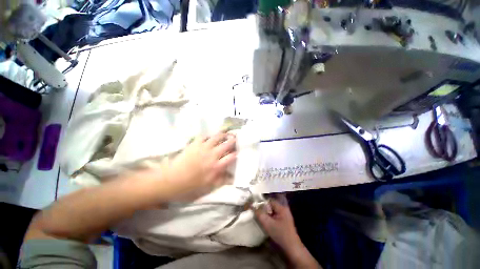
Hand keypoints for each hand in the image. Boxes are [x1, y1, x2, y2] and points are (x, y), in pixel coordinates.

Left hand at [164, 131, 236, 200]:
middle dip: (233, 141)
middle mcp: (212, 155)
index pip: (231, 157)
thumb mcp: (208, 187)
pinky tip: (210, 137)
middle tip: (235, 138)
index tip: (237, 152)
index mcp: (216, 166)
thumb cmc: (190, 186)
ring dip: (223, 135)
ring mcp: (203, 148)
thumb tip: (232, 178)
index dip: (236, 153)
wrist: (171, 180)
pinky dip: (209, 136)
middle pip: (227, 144)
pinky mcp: (194, 144)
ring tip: (226, 134)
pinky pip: (204, 136)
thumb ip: (221, 181)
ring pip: (217, 137)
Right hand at [255, 194, 301, 250]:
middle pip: (271, 205)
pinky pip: (275, 216)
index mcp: (281, 208)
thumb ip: (260, 214)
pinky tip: (266, 223)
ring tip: (260, 218)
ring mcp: (285, 215)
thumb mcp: (268, 224)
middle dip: (264, 209)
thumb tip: (252, 206)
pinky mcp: (284, 221)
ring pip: (272, 211)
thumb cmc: (280, 234)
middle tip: (257, 213)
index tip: (255, 207)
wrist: (292, 248)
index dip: (262, 203)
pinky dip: (270, 218)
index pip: (269, 200)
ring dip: (266, 214)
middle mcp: (284, 209)